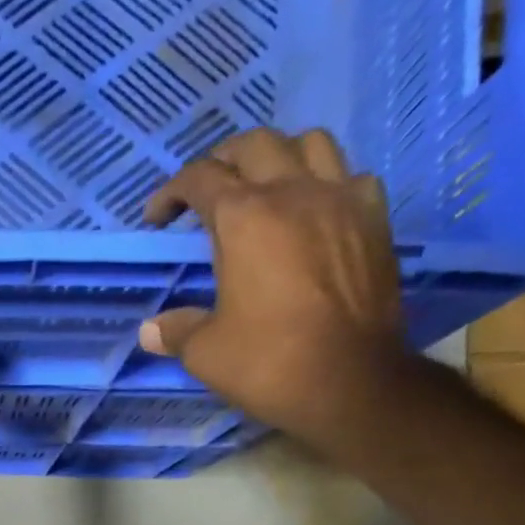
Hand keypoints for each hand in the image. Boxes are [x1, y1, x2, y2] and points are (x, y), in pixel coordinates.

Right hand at [140, 129, 405, 449]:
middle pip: (254, 144)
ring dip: (279, 156)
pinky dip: (326, 183)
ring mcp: (340, 199)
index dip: (171, 193)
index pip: (200, 179)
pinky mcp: (374, 219)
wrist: (349, 381)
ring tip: (265, 186)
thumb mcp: (206, 353)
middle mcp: (293, 191)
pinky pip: (349, 176)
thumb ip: (176, 331)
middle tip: (207, 192)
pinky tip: (315, 212)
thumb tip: (151, 330)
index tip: (157, 219)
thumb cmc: (268, 363)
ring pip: (309, 143)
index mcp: (244, 218)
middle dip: (222, 161)